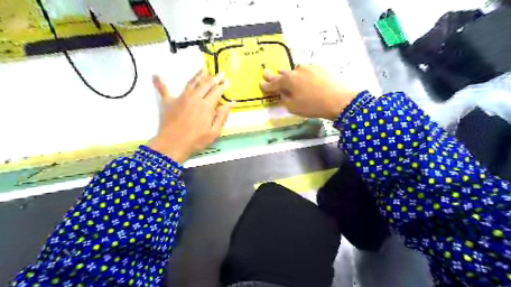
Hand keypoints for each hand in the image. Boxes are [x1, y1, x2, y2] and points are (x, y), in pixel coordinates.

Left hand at [148, 69, 232, 162]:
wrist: (173, 144)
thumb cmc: (195, 140)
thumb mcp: (214, 132)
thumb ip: (222, 116)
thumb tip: (231, 103)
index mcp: (206, 105)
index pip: (217, 91)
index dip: (222, 86)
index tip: (227, 81)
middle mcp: (194, 97)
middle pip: (206, 84)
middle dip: (214, 78)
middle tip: (220, 73)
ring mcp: (180, 98)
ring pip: (191, 82)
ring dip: (198, 75)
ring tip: (203, 68)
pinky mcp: (168, 101)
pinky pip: (163, 89)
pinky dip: (160, 82)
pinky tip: (155, 75)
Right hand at [261, 65, 355, 119]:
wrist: (340, 99)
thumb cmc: (313, 106)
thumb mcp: (294, 107)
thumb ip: (285, 99)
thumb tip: (283, 93)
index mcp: (288, 80)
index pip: (274, 83)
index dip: (266, 85)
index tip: (261, 83)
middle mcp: (297, 70)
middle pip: (283, 73)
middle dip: (275, 75)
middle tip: (267, 73)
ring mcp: (309, 67)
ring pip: (295, 71)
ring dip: (289, 74)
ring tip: (285, 75)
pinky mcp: (321, 67)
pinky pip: (307, 71)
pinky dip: (303, 75)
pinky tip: (305, 79)